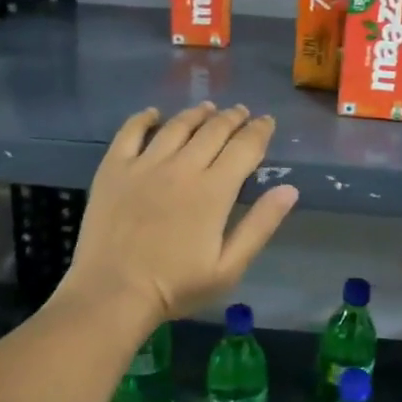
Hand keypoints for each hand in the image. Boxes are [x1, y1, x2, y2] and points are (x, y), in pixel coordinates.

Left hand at [62, 102, 299, 323]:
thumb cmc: (176, 286)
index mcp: (214, 190)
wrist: (112, 293)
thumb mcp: (229, 267)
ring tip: (207, 108)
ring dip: (196, 114)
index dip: (259, 131)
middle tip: (241, 112)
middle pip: (213, 130)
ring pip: (177, 126)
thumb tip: (289, 189)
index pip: (244, 147)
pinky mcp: (114, 168)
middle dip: (232, 118)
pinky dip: (145, 118)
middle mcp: (182, 167)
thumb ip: (260, 225)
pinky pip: (130, 131)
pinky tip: (154, 114)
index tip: (267, 122)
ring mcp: (145, 164)